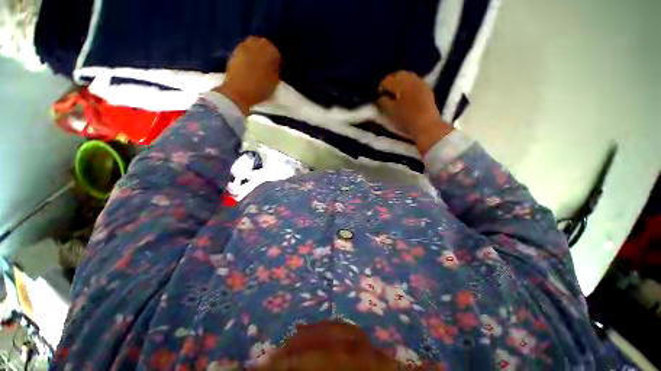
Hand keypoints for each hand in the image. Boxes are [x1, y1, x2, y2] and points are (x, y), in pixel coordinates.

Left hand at [215, 36, 280, 114]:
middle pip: (264, 44)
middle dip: (267, 52)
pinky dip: (248, 54)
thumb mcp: (275, 82)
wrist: (238, 92)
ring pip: (253, 44)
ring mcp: (243, 46)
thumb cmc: (259, 88)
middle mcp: (256, 43)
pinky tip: (249, 64)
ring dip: (257, 51)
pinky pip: (245, 49)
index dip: (277, 61)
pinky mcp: (234, 51)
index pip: (277, 52)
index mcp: (270, 50)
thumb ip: (276, 71)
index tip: (277, 69)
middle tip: (268, 64)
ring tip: (258, 63)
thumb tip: (275, 66)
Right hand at [377, 71, 452, 153]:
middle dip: (391, 81)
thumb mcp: (390, 112)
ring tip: (395, 92)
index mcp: (401, 84)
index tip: (378, 94)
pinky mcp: (427, 89)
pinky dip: (409, 84)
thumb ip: (382, 102)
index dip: (380, 87)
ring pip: (408, 76)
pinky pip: (415, 81)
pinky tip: (406, 93)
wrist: (426, 125)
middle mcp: (412, 79)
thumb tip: (379, 97)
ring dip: (400, 81)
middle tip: (386, 91)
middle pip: (398, 74)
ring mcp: (421, 83)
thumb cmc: (405, 119)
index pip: (387, 80)